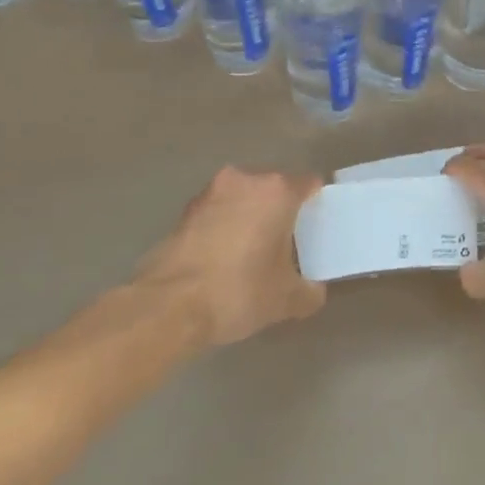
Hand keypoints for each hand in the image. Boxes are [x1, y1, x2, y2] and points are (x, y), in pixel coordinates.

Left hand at [136, 168, 326, 345]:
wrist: (169, 305)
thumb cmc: (239, 290)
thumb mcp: (285, 300)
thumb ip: (309, 292)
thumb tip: (313, 291)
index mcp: (277, 191)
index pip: (308, 183)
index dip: (316, 202)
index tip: (316, 223)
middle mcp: (245, 180)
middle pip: (273, 187)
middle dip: (279, 209)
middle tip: (285, 241)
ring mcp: (211, 192)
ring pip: (242, 197)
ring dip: (248, 216)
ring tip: (251, 251)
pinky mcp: (185, 210)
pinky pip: (217, 212)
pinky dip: (223, 227)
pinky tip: (222, 258)